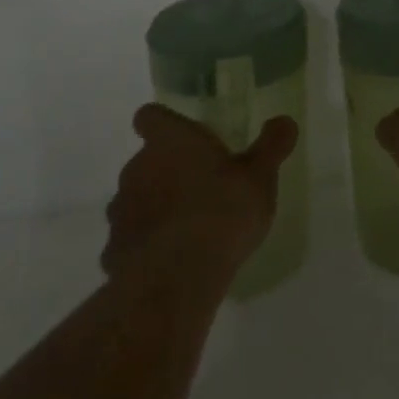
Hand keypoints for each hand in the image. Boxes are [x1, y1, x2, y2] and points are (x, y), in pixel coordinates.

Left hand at [102, 105, 297, 280]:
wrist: (175, 283)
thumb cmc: (221, 213)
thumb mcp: (260, 176)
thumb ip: (272, 145)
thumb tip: (285, 121)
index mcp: (169, 141)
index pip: (150, 116)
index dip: (162, 123)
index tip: (180, 135)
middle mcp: (137, 168)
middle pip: (145, 160)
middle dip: (166, 170)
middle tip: (200, 186)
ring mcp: (121, 212)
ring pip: (135, 199)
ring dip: (155, 207)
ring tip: (187, 227)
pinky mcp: (113, 253)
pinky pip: (130, 240)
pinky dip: (146, 245)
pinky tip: (171, 261)